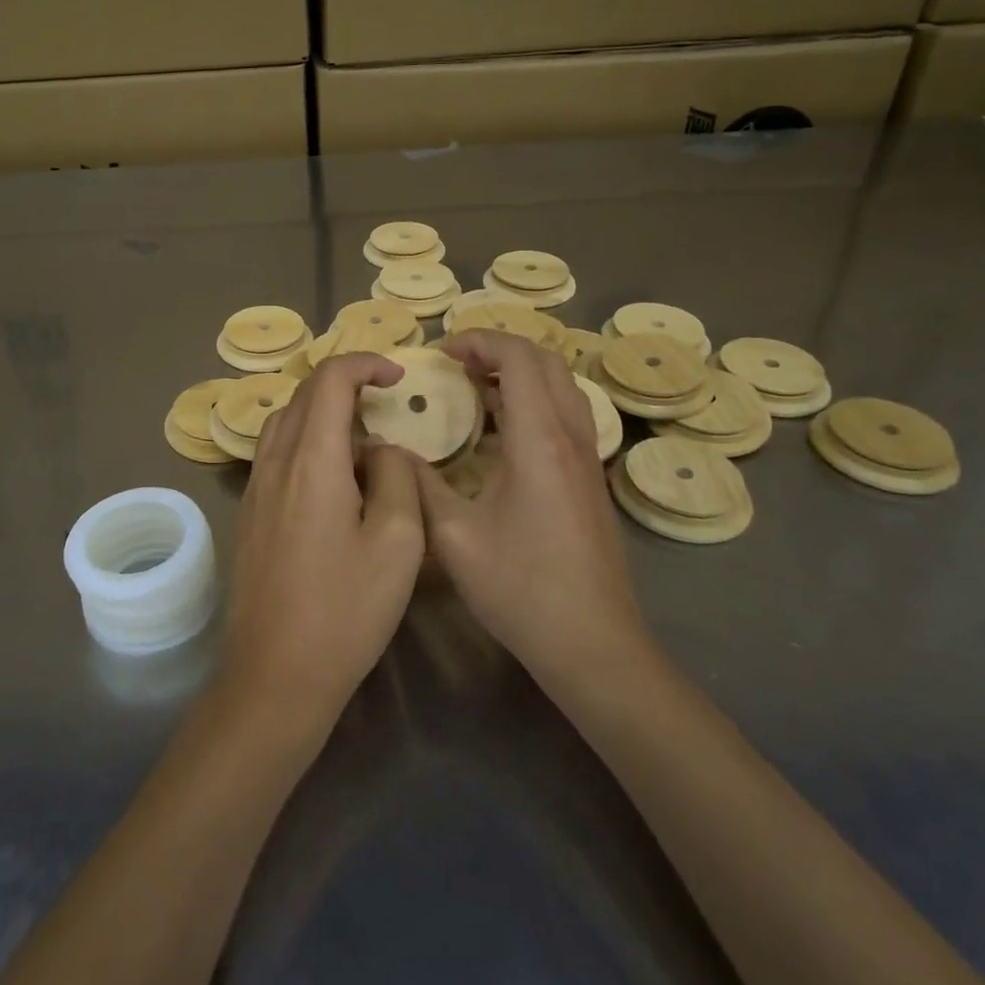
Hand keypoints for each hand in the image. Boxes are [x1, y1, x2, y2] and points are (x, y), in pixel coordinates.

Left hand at [220, 353, 425, 739]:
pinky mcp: (249, 513)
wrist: (274, 675)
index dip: (364, 363)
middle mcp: (274, 462)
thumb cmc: (344, 611)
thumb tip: (384, 450)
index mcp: (311, 460)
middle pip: (303, 395)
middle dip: (345, 385)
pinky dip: (306, 441)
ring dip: (322, 413)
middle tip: (385, 405)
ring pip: (285, 422)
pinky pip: (276, 453)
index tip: (397, 375)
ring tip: (362, 441)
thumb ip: (398, 477)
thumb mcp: (398, 543)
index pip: (329, 380)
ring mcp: (255, 488)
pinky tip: (333, 479)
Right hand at [411, 330, 654, 687]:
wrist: (593, 644)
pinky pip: (564, 414)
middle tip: (455, 361)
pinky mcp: (590, 480)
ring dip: (519, 372)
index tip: (441, 350)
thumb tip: (390, 451)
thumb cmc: (521, 587)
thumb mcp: (453, 536)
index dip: (480, 341)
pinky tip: (499, 430)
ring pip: (560, 387)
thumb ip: (419, 484)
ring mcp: (586, 459)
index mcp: (538, 440)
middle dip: (499, 349)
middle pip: (546, 362)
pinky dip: (532, 399)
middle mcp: (570, 437)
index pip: (519, 358)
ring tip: (474, 385)